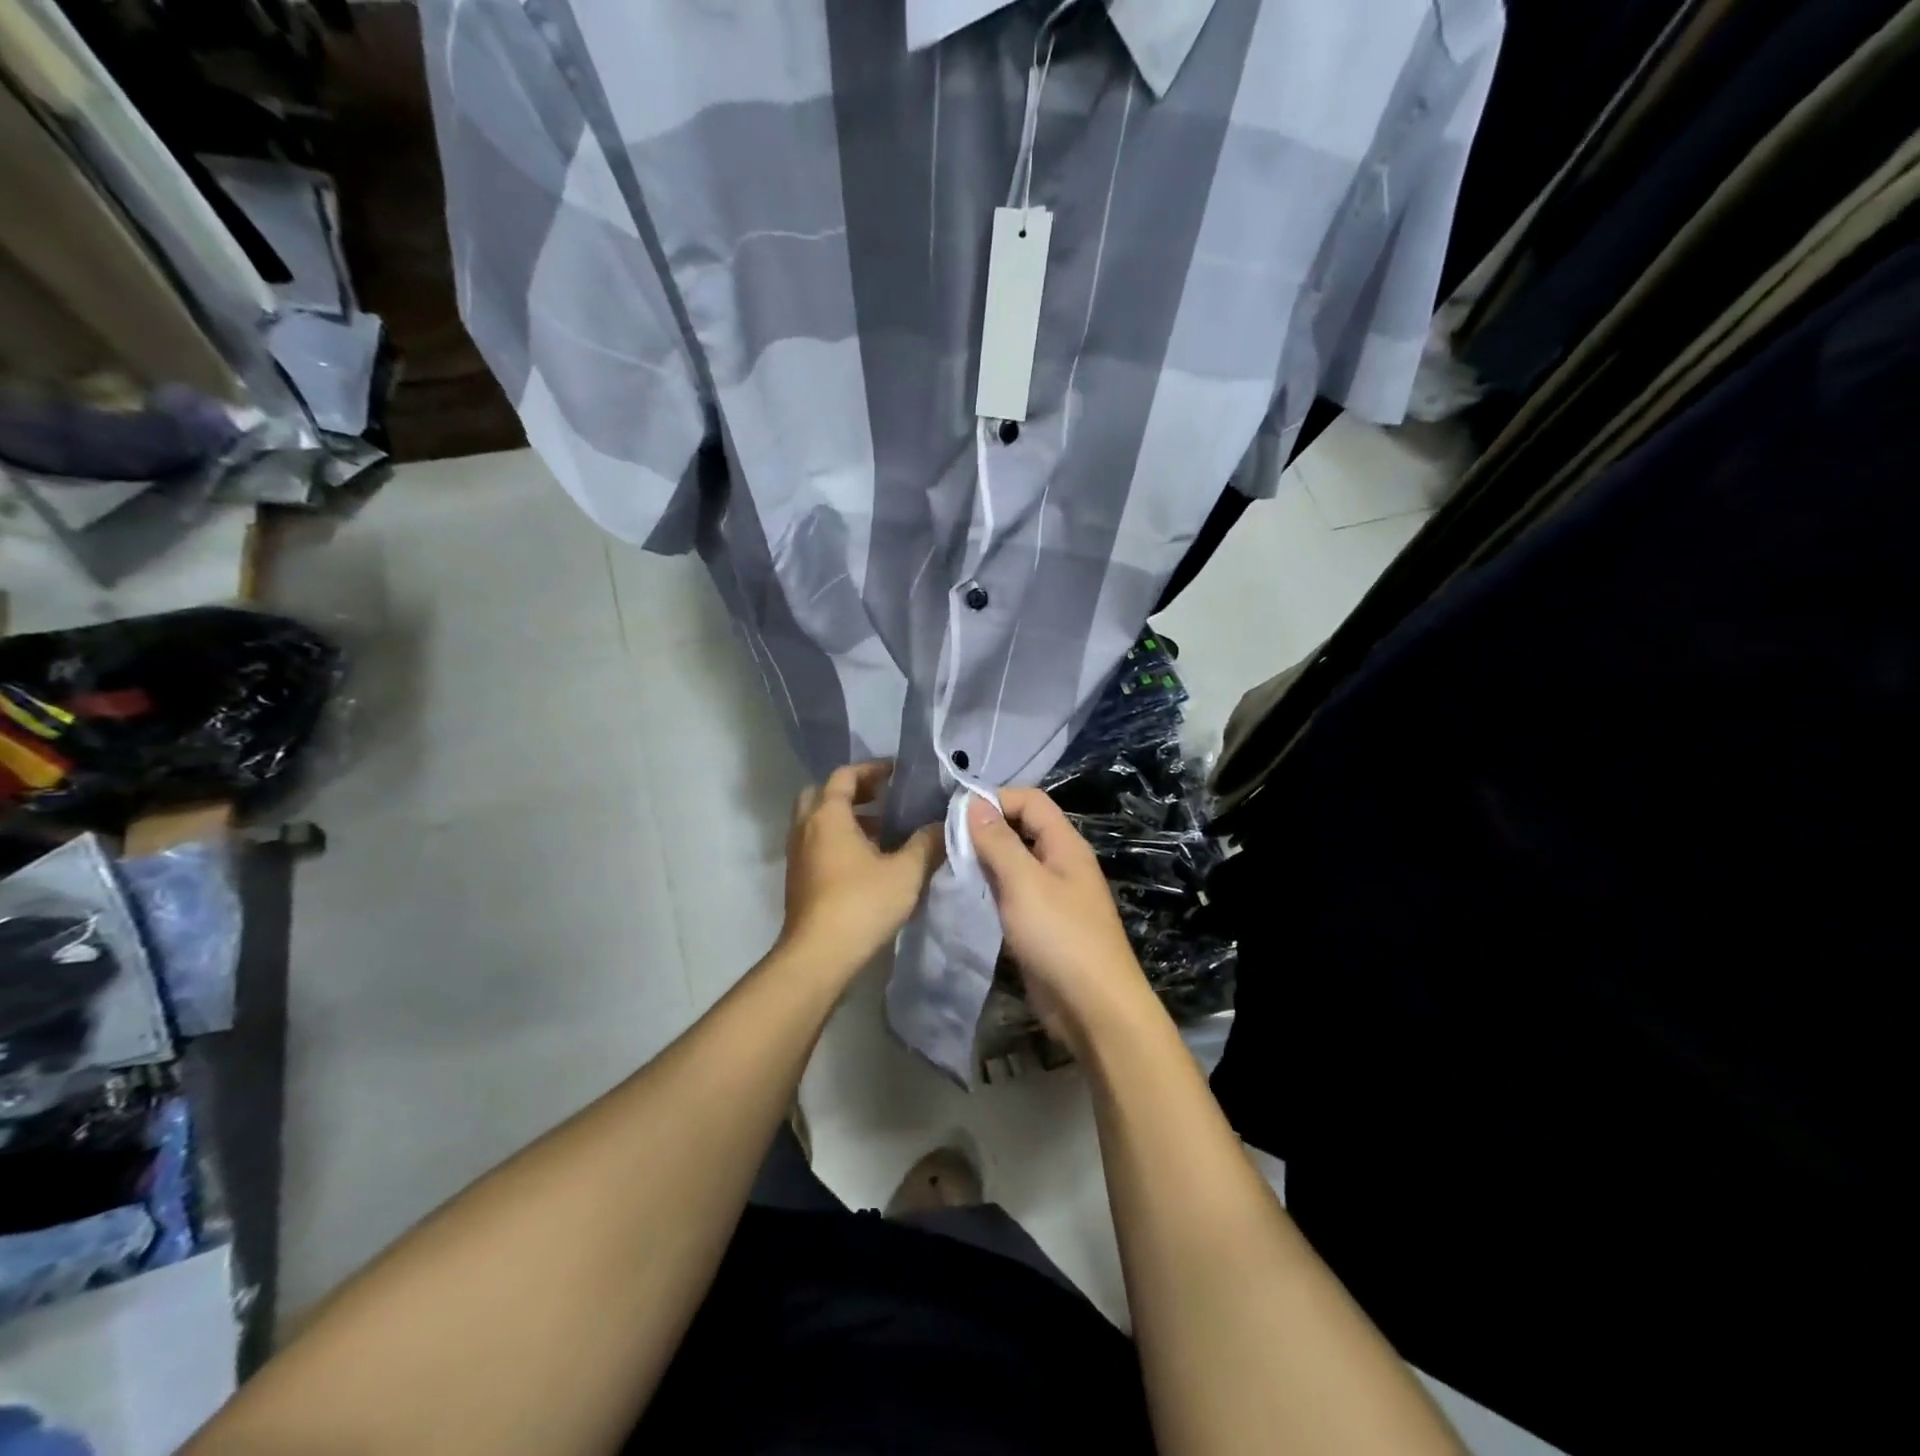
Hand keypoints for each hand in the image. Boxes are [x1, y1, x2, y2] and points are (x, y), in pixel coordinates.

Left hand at [778, 760, 943, 977]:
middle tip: (883, 797)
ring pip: (818, 822)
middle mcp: (805, 828)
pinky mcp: (798, 879)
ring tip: (882, 830)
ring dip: (846, 818)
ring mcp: (798, 855)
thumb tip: (944, 825)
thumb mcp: (905, 872)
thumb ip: (927, 843)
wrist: (818, 956)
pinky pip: (817, 845)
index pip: (844, 776)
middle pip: (823, 794)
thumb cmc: (861, 904)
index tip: (896, 772)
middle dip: (853, 791)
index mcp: (827, 815)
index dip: (871, 769)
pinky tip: (868, 861)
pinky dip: (838, 841)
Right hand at [966, 788, 1155, 1053]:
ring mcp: (1053, 894)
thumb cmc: (1060, 937)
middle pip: (1022, 828)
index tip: (956, 814)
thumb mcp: (1024, 883)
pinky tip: (968, 896)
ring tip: (951, 865)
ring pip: (1016, 862)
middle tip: (947, 841)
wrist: (1094, 1008)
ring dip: (986, 860)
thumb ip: (999, 842)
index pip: (1030, 800)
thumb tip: (973, 802)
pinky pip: (1014, 893)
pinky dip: (992, 888)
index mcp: (1065, 844)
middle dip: (987, 829)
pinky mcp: (1043, 923)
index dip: (995, 799)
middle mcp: (1061, 862)